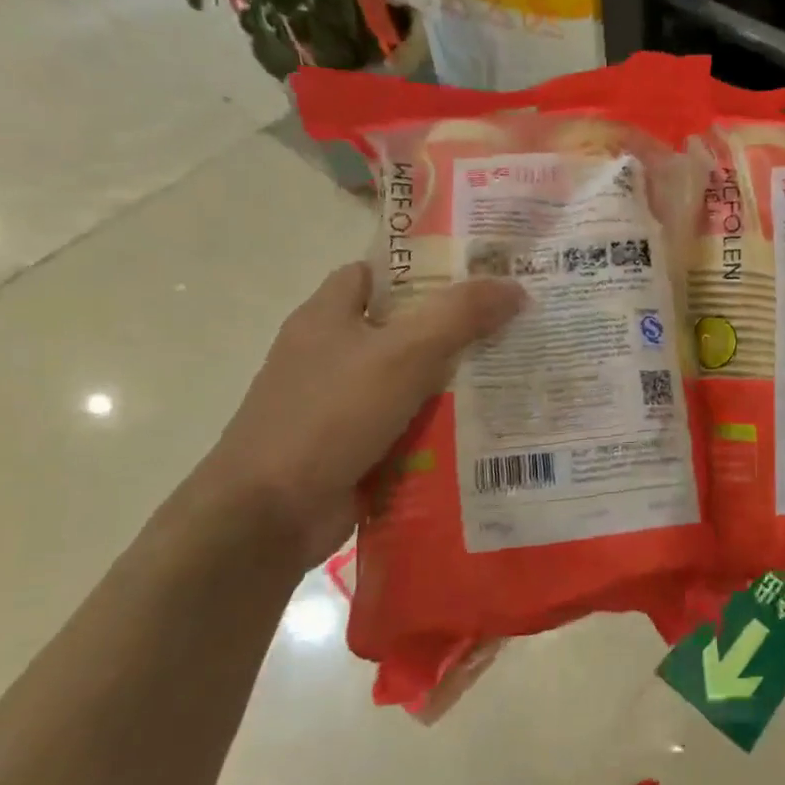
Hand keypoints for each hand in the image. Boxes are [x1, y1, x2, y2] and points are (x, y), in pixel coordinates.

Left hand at [200, 262, 524, 567]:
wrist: (269, 516)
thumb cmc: (330, 415)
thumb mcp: (404, 353)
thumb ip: (460, 315)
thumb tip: (515, 286)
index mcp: (328, 316)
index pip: (378, 273)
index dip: (425, 268)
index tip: (479, 274)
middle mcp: (330, 355)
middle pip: (403, 328)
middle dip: (455, 329)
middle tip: (512, 326)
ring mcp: (339, 405)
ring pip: (409, 381)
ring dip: (453, 383)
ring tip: (512, 376)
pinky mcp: (352, 449)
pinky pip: (406, 426)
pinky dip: (439, 428)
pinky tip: (484, 430)